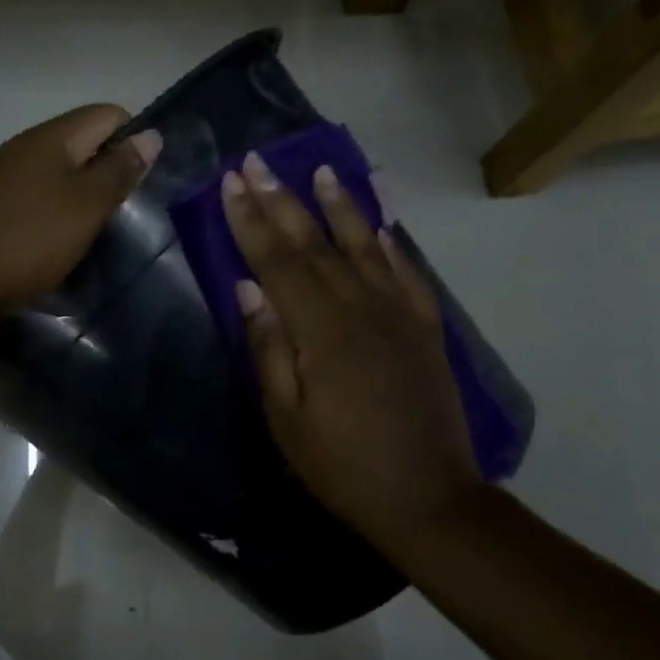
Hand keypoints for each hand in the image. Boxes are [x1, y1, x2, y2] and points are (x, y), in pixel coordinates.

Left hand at [0, 104, 161, 317]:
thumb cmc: (30, 239)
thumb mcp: (86, 206)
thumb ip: (119, 170)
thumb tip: (150, 134)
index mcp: (51, 136)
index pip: (107, 114)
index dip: (133, 140)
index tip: (142, 182)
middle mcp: (24, 146)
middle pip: (81, 142)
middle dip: (107, 170)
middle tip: (123, 211)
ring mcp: (2, 175)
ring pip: (57, 171)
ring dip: (80, 194)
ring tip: (94, 230)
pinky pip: (35, 195)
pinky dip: (54, 211)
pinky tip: (57, 240)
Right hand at [222, 151, 484, 555]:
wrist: (429, 498)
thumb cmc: (342, 466)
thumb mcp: (286, 419)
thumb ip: (268, 348)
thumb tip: (247, 288)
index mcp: (322, 332)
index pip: (278, 262)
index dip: (251, 221)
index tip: (231, 183)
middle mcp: (362, 309)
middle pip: (315, 244)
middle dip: (282, 200)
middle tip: (259, 162)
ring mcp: (400, 315)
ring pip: (363, 247)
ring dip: (339, 206)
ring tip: (321, 170)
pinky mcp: (425, 329)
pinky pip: (406, 273)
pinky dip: (389, 243)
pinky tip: (378, 223)